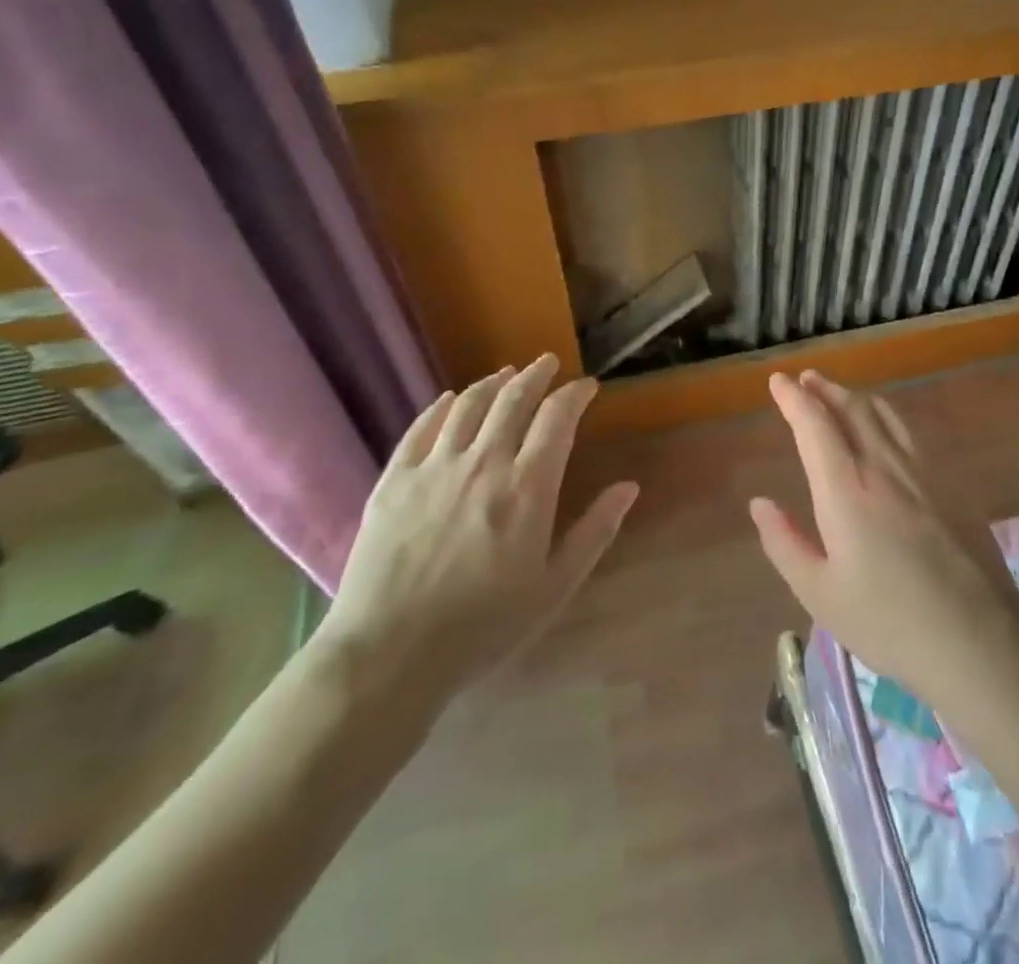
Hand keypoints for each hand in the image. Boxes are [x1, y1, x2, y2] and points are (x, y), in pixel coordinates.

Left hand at [316, 354, 637, 709]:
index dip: (575, 394)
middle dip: (536, 375)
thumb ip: (595, 531)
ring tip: (506, 373)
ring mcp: (434, 467)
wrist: (390, 654)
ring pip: (469, 405)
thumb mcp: (555, 586)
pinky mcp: (394, 480)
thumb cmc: (484, 626)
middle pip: (513, 399)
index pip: (558, 418)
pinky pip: (421, 427)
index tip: (586, 387)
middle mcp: (484, 462)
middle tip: (547, 364)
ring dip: (493, 382)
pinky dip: (441, 406)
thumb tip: (629, 487)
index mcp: (528, 487)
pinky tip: (451, 399)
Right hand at [752, 370, 1018, 705]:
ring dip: (856, 397)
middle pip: (852, 408)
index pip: (814, 425)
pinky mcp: (950, 484)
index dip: (793, 398)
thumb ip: (785, 543)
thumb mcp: (820, 594)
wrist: (979, 638)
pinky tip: (886, 431)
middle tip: (806, 379)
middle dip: (825, 389)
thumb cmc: (889, 621)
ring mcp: (923, 471)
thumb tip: (760, 503)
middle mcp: (884, 466)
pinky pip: (910, 434)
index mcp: (846, 489)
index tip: (778, 381)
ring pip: (885, 415)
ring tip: (840, 395)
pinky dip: (886, 418)